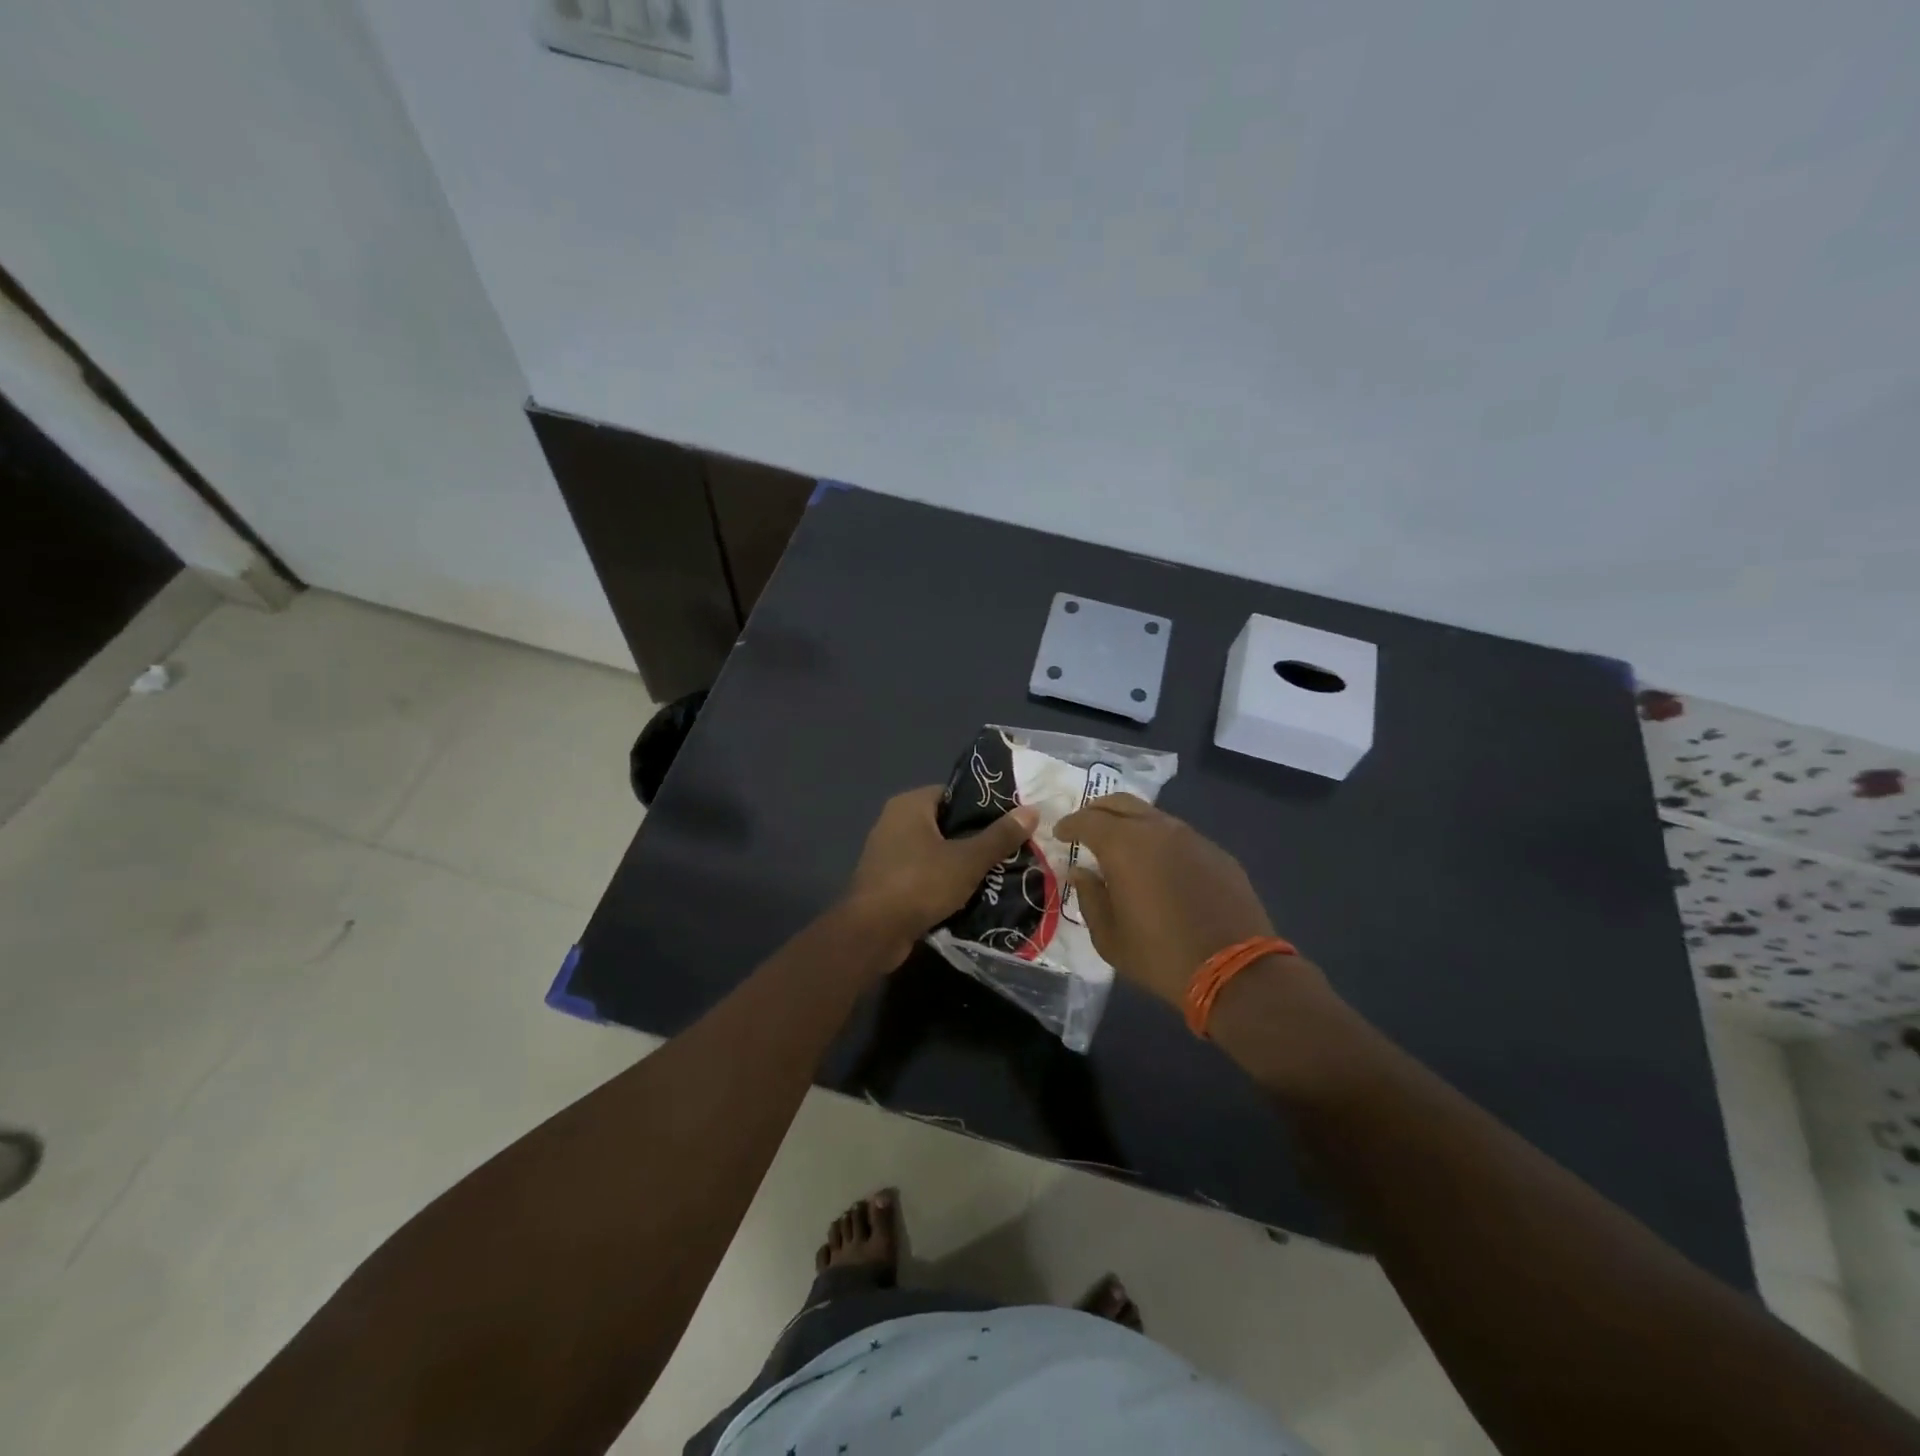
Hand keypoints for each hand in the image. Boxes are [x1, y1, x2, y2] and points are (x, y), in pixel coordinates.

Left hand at [846, 786, 1038, 956]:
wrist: (872, 933)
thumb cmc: (919, 884)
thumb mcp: (967, 860)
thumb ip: (999, 836)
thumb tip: (1032, 810)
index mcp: (910, 805)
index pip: (954, 793)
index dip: (984, 805)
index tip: (1013, 819)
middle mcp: (895, 822)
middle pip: (947, 823)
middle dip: (977, 837)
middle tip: (1012, 848)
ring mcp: (889, 853)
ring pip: (937, 851)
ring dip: (963, 862)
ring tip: (1000, 871)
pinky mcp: (888, 881)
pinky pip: (925, 873)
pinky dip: (945, 881)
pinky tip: (973, 894)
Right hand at [1054, 793, 1284, 1007]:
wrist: (1235, 970)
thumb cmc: (1160, 955)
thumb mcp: (1109, 937)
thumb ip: (1090, 897)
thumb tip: (1081, 872)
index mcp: (1124, 845)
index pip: (1087, 820)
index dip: (1070, 824)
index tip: (1060, 834)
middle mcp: (1158, 830)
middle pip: (1121, 803)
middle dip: (1098, 811)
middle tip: (1086, 827)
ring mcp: (1192, 838)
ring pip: (1152, 816)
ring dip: (1131, 824)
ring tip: (1122, 846)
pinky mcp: (1217, 853)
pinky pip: (1179, 836)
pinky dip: (1160, 842)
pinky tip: (1160, 866)